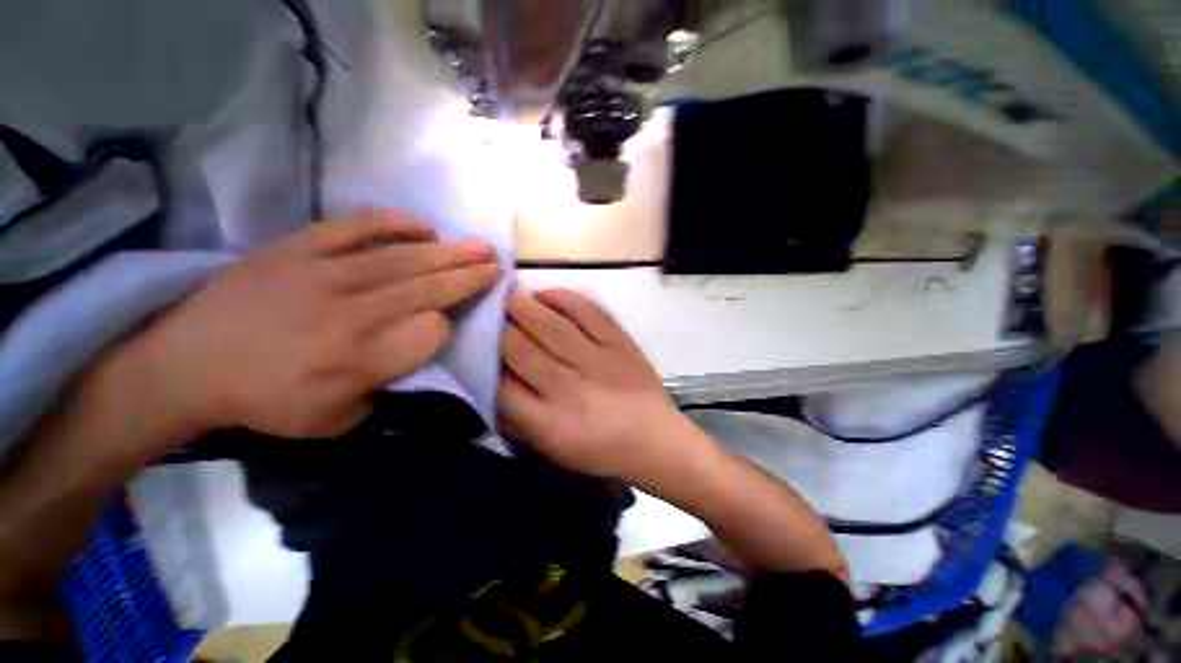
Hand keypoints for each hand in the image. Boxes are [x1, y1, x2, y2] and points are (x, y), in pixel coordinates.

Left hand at [119, 210, 499, 440]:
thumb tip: (416, 351)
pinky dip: (393, 224)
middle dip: (469, 276)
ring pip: (403, 258)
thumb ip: (386, 387)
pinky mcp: (298, 250)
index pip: (430, 332)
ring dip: (448, 252)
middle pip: (428, 288)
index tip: (451, 324)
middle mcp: (352, 313)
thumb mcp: (334, 421)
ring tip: (479, 246)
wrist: (187, 365)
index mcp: (361, 359)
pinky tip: (423, 226)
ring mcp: (324, 275)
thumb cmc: (265, 402)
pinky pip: (355, 228)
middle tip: (496, 264)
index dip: (448, 325)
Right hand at [498, 290, 699, 483]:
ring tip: (510, 297)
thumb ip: (518, 417)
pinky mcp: (622, 344)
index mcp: (550, 424)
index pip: (502, 387)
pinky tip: (547, 294)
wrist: (654, 440)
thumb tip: (492, 378)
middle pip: (523, 350)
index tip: (477, 344)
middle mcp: (571, 390)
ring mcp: (600, 362)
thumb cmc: (599, 450)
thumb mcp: (551, 448)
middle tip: (488, 312)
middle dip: (500, 328)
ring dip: (525, 307)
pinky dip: (565, 298)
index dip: (486, 362)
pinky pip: (590, 313)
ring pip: (553, 327)